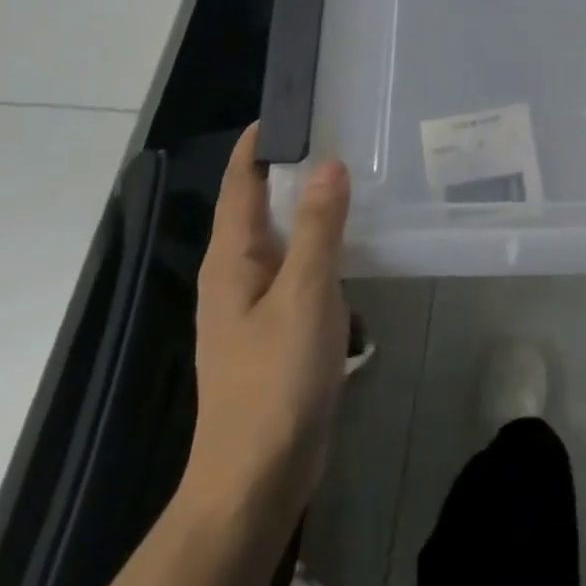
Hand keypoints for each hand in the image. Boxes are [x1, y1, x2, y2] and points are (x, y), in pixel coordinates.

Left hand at [183, 125, 351, 520]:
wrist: (256, 478)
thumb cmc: (275, 380)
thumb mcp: (304, 295)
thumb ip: (317, 227)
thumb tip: (328, 163)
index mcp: (232, 260)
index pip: (241, 183)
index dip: (260, 143)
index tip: (294, 107)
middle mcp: (236, 275)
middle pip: (259, 206)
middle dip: (291, 168)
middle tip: (340, 134)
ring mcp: (255, 305)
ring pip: (282, 239)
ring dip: (310, 209)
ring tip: (353, 181)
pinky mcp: (276, 330)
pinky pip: (298, 271)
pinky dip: (321, 248)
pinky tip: (353, 248)